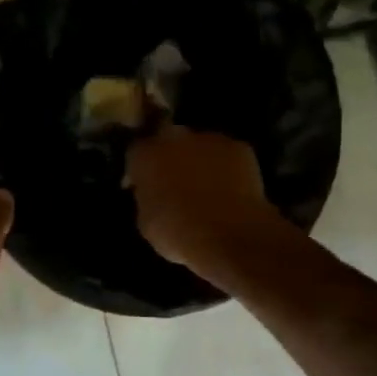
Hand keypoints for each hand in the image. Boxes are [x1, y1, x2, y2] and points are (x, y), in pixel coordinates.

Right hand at [126, 126, 279, 278]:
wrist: (231, 236)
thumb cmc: (178, 234)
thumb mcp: (146, 222)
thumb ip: (147, 198)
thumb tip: (154, 194)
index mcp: (146, 155)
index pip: (136, 152)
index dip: (139, 169)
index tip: (142, 186)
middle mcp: (175, 138)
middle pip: (168, 141)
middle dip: (169, 158)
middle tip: (174, 184)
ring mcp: (210, 139)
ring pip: (199, 146)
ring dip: (198, 161)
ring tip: (205, 188)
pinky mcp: (240, 148)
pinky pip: (226, 155)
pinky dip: (225, 168)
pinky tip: (229, 190)